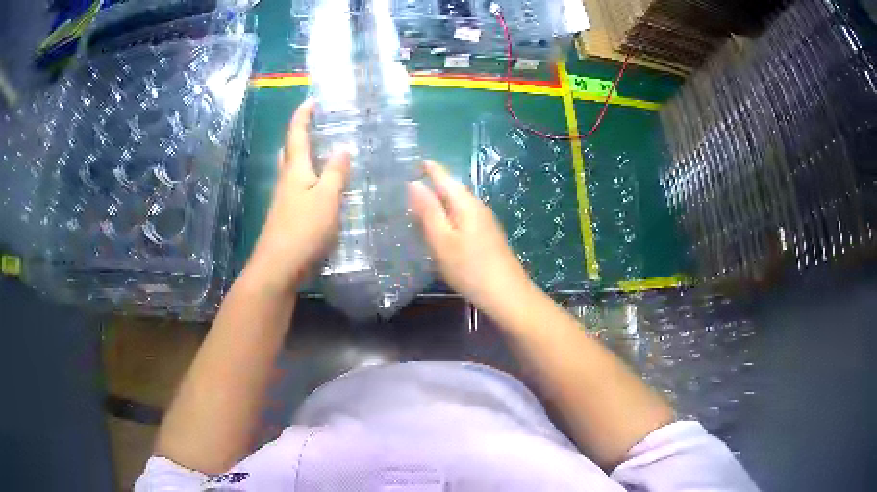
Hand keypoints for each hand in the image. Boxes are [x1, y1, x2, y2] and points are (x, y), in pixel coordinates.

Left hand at [245, 99, 350, 292]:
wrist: (278, 268)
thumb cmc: (303, 230)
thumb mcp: (327, 199)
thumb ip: (336, 173)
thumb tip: (343, 148)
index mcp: (295, 171)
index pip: (297, 135)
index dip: (303, 116)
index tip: (311, 100)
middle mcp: (286, 182)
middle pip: (289, 152)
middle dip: (299, 135)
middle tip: (313, 125)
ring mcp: (284, 201)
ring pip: (292, 171)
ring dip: (302, 157)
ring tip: (320, 152)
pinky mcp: (286, 218)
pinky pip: (297, 189)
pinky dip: (307, 179)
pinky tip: (319, 189)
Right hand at [409, 161, 535, 313]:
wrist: (506, 294)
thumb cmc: (469, 267)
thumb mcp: (442, 239)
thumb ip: (428, 211)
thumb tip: (414, 183)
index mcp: (465, 203)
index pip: (445, 177)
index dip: (429, 168)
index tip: (413, 162)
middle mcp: (477, 207)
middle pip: (452, 189)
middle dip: (433, 184)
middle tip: (408, 186)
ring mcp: (485, 222)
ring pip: (458, 204)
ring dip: (440, 202)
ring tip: (419, 206)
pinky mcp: (487, 236)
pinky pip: (463, 217)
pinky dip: (448, 216)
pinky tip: (441, 228)